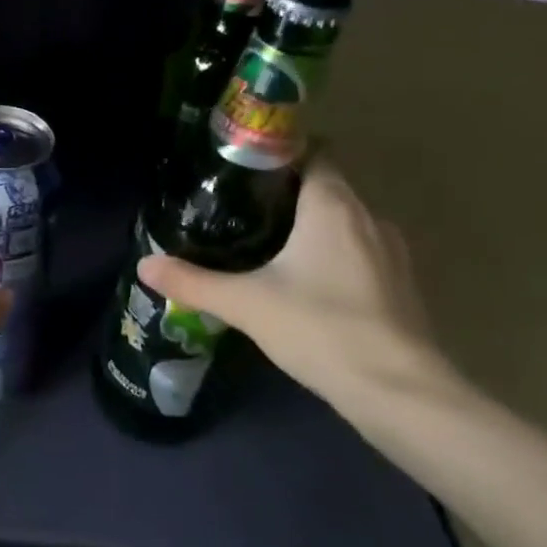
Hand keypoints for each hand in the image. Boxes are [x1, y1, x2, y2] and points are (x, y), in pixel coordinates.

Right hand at [136, 158, 460, 416]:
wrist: (400, 393)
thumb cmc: (320, 329)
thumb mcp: (245, 304)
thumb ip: (192, 282)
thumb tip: (145, 265)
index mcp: (333, 206)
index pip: (314, 153)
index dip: (279, 153)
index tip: (241, 167)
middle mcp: (368, 217)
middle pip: (326, 186)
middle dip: (286, 192)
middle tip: (238, 207)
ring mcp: (391, 252)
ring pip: (344, 221)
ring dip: (311, 225)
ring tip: (267, 242)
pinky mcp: (400, 285)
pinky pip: (359, 251)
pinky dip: (332, 254)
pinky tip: (305, 281)